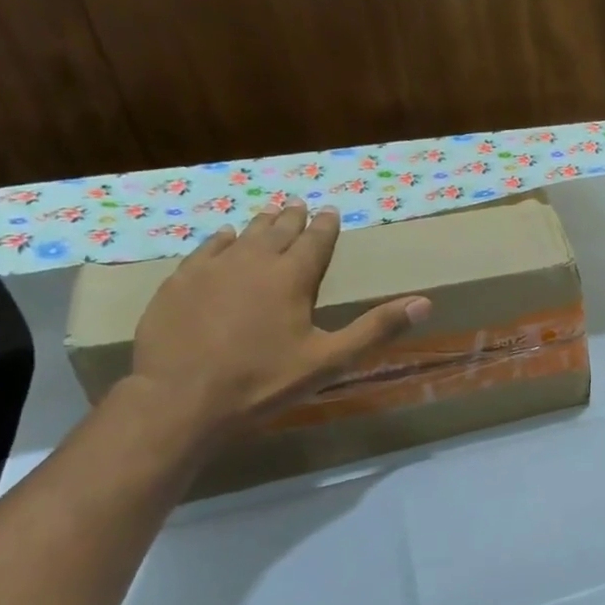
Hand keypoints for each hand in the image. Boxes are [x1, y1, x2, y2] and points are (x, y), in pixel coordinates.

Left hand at [127, 199, 430, 438]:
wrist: (181, 398)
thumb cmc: (264, 381)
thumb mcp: (330, 360)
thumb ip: (376, 329)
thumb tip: (425, 302)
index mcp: (292, 278)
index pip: (315, 242)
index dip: (326, 227)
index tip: (331, 211)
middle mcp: (253, 262)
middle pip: (278, 232)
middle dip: (293, 219)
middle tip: (301, 206)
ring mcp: (211, 270)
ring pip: (242, 237)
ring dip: (260, 225)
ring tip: (270, 214)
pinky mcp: (179, 283)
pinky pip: (205, 250)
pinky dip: (219, 240)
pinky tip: (223, 237)